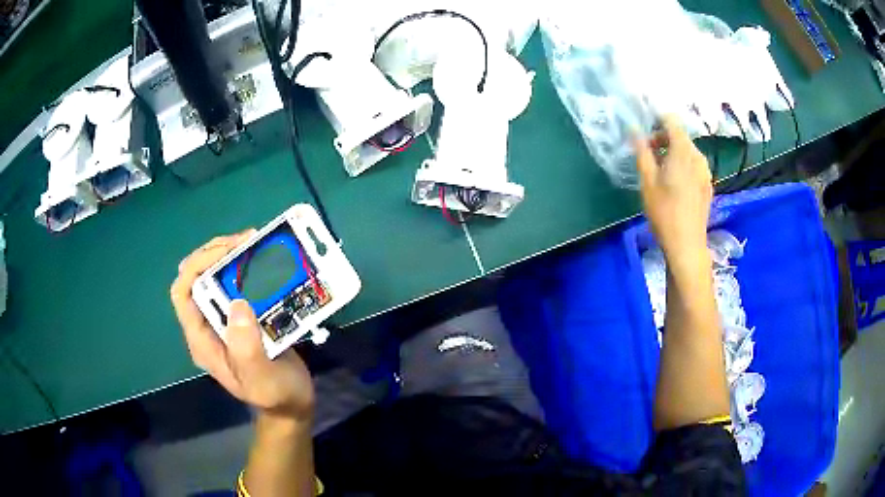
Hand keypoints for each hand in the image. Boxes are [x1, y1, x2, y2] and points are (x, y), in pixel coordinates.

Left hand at [170, 231, 315, 421]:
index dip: (197, 266)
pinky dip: (247, 266)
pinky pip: (236, 283)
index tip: (227, 251)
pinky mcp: (242, 317)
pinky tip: (262, 259)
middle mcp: (207, 325)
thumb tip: (237, 304)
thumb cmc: (276, 396)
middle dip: (215, 252)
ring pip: (215, 276)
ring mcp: (224, 320)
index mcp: (202, 340)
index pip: (182, 293)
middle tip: (246, 240)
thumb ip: (247, 350)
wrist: (293, 406)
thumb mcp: (262, 380)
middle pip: (196, 277)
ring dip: (231, 255)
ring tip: (255, 242)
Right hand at [634, 115, 712, 267]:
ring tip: (660, 170)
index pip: (671, 121)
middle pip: (680, 136)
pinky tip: (675, 182)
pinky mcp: (708, 184)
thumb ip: (642, 152)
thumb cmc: (664, 212)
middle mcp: (698, 156)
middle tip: (648, 153)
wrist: (687, 244)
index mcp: (683, 151)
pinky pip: (694, 165)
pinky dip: (683, 165)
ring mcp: (706, 171)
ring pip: (688, 151)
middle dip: (663, 138)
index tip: (644, 130)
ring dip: (673, 152)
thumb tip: (634, 130)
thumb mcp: (647, 181)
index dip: (657, 120)